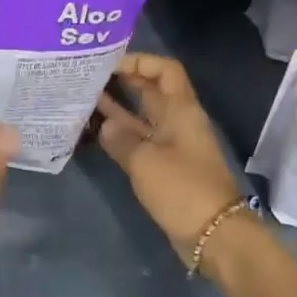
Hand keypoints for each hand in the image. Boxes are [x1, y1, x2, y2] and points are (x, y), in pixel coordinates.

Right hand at [95, 54, 245, 262]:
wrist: (212, 234)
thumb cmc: (182, 189)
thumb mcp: (145, 161)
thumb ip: (121, 139)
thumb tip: (105, 125)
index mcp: (181, 111)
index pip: (165, 71)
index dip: (140, 61)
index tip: (109, 64)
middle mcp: (176, 122)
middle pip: (151, 92)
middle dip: (123, 81)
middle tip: (89, 77)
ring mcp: (170, 145)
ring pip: (141, 118)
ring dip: (117, 108)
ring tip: (84, 99)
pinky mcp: (163, 168)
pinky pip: (139, 141)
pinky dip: (120, 135)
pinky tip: (95, 131)